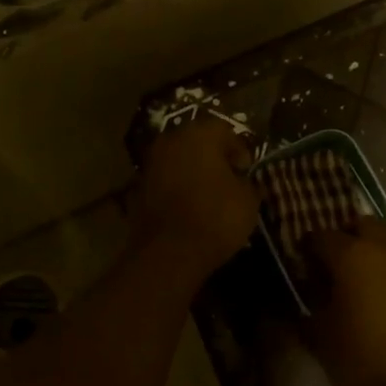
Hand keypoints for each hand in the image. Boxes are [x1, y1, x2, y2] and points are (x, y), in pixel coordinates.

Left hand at [128, 118, 258, 281]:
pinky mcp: (137, 188)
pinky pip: (164, 181)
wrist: (168, 253)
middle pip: (198, 142)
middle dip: (214, 159)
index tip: (247, 173)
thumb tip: (241, 180)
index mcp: (200, 134)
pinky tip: (187, 209)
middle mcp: (171, 140)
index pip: (226, 132)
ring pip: (178, 161)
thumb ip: (247, 182)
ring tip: (208, 198)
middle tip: (229, 182)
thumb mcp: (248, 200)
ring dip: (192, 173)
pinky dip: (176, 190)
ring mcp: (150, 163)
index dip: (241, 152)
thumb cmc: (216, 218)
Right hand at [305, 218, 385, 385]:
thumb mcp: (318, 330)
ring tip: (372, 256)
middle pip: (364, 223)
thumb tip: (305, 288)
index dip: (310, 246)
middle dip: (347, 234)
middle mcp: (383, 249)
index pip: (322, 237)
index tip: (303, 259)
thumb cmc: (355, 358)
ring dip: (383, 237)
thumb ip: (309, 301)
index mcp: (350, 256)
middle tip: (335, 257)